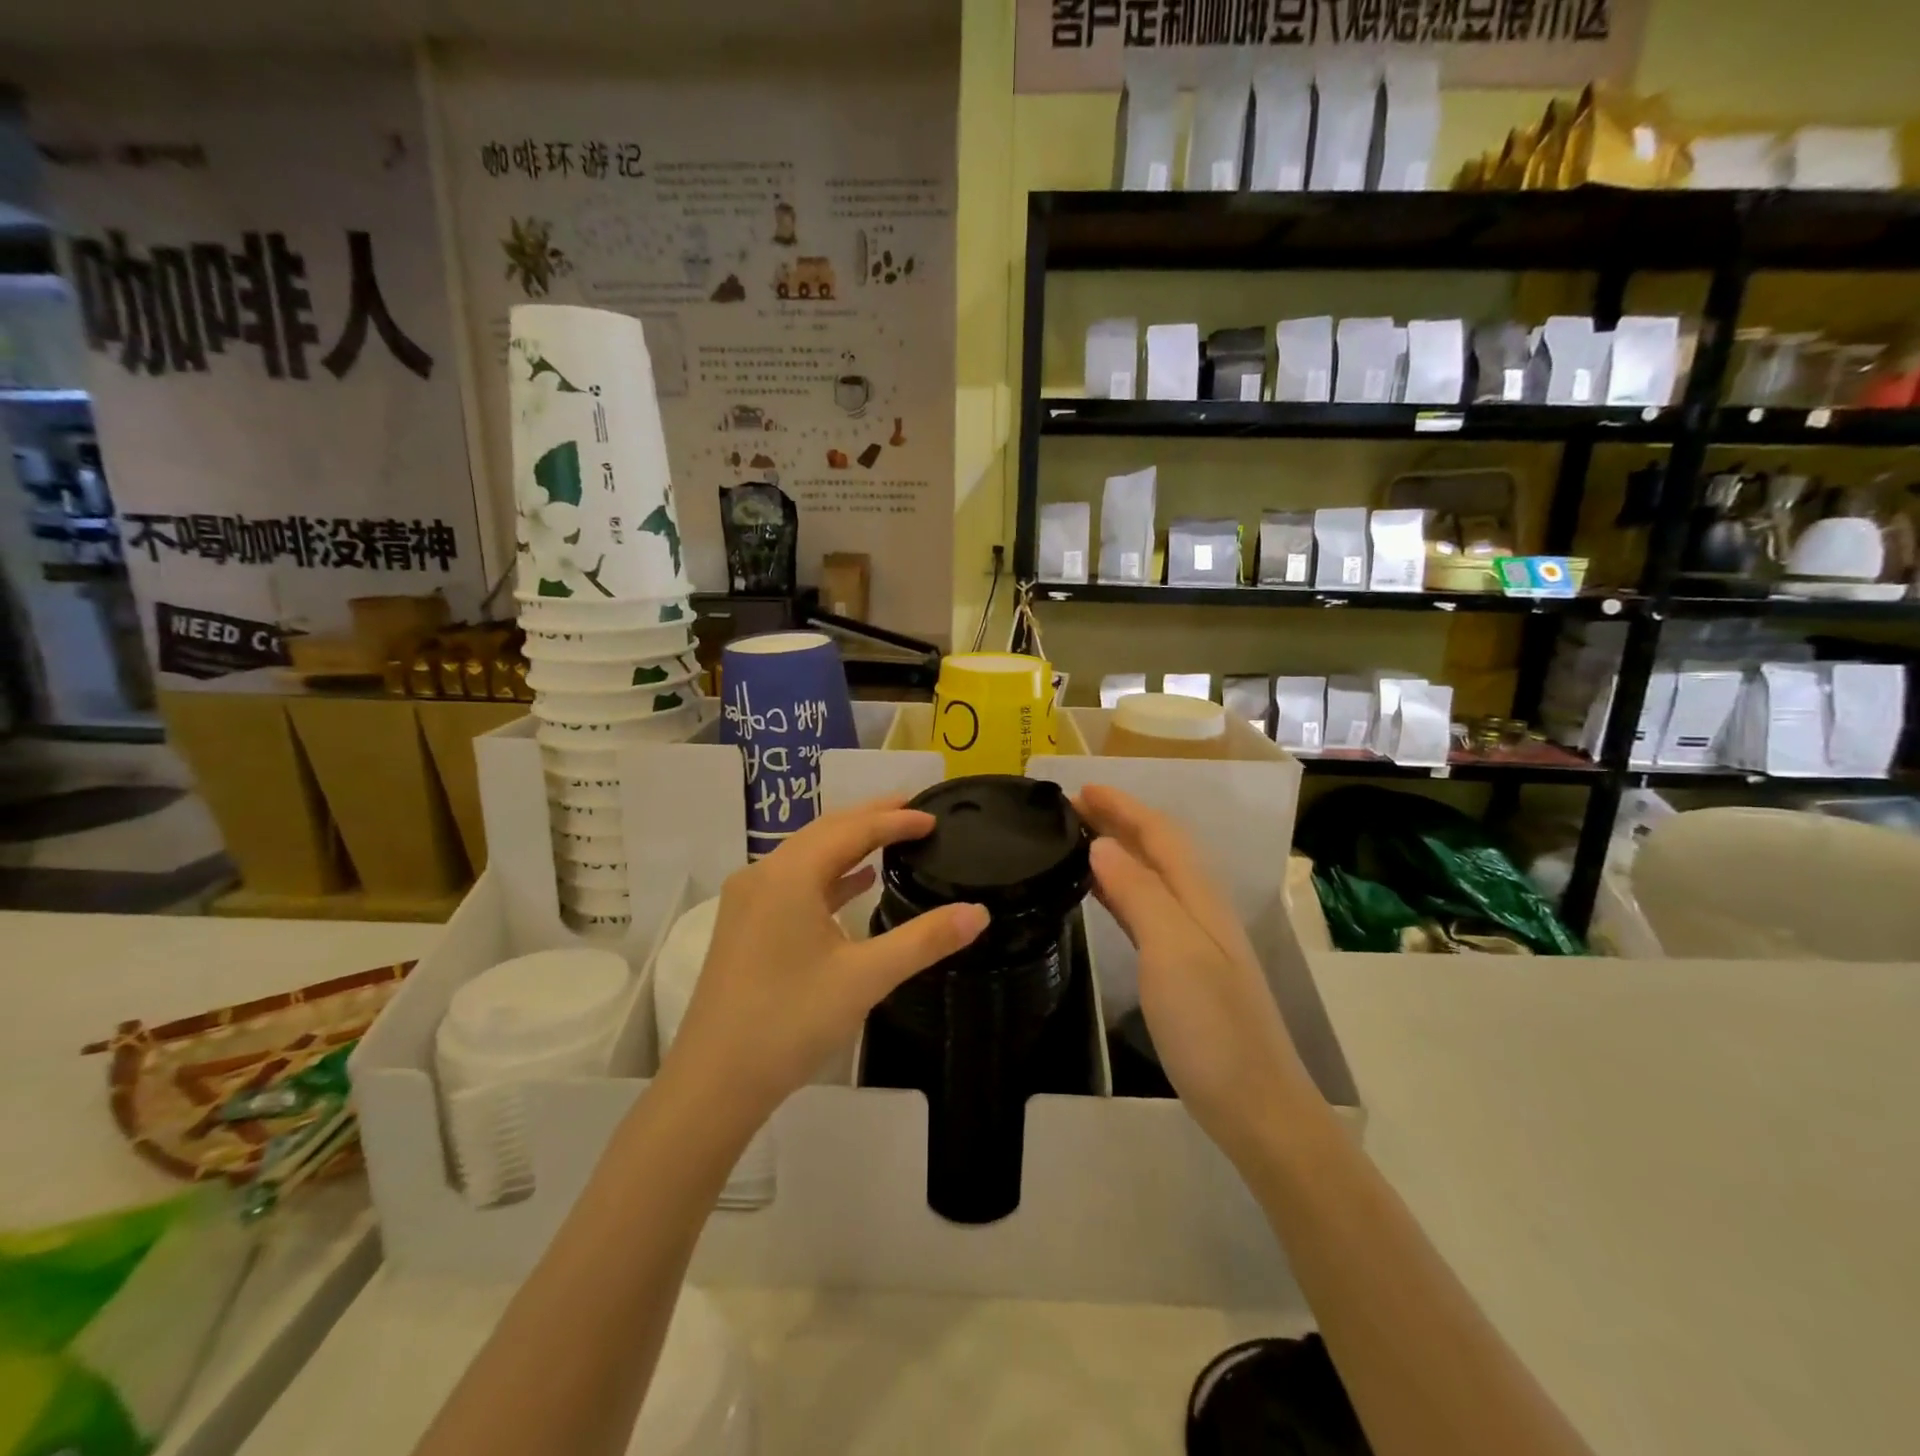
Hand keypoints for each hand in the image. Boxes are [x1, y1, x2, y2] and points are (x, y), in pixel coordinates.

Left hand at [662, 798, 989, 1129]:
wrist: (714, 1082)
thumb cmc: (790, 1021)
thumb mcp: (865, 978)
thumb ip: (924, 940)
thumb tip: (979, 912)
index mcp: (790, 875)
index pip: (853, 830)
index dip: (895, 820)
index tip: (934, 817)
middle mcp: (764, 874)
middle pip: (826, 831)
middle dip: (871, 818)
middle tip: (914, 810)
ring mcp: (749, 900)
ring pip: (807, 855)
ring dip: (849, 843)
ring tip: (891, 837)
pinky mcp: (745, 925)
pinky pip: (794, 881)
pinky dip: (829, 875)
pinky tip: (856, 882)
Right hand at [1075, 784, 1312, 1151]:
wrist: (1256, 1106)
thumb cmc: (1212, 1027)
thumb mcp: (1173, 951)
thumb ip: (1140, 893)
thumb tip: (1102, 845)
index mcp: (1199, 898)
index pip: (1160, 833)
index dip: (1123, 806)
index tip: (1080, 788)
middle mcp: (1199, 909)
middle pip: (1158, 849)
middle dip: (1118, 821)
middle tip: (1069, 809)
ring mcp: (1194, 941)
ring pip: (1151, 877)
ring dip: (1117, 851)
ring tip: (1076, 840)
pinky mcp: (1183, 970)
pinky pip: (1145, 910)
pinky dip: (1119, 889)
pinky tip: (1100, 895)